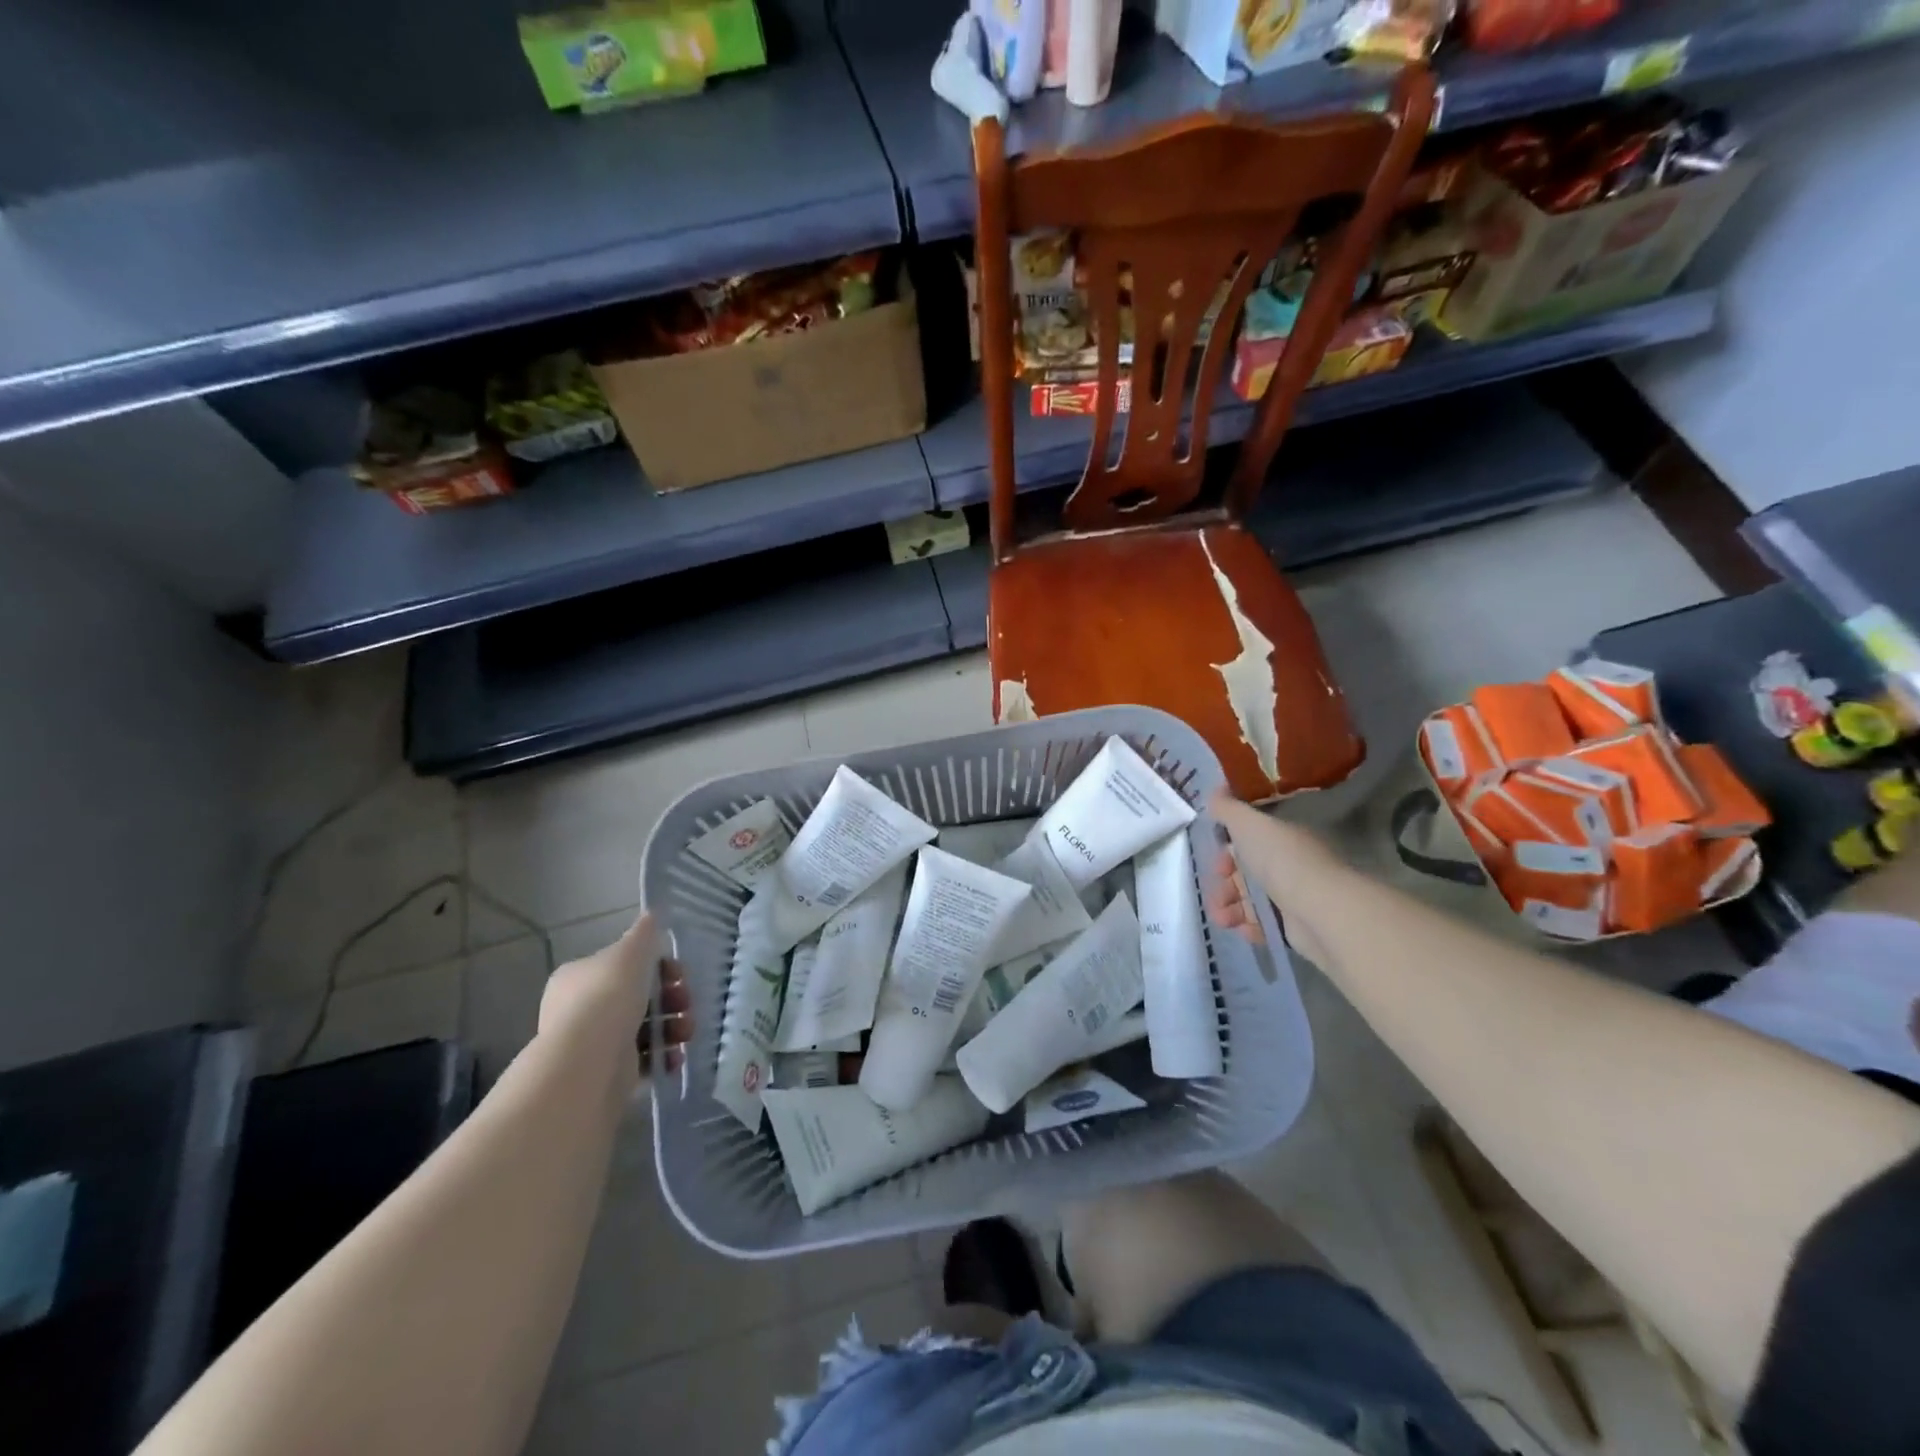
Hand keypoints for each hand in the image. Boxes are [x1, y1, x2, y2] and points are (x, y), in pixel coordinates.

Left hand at [538, 912, 692, 1095]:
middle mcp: (579, 1010)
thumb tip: (652, 914)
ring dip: (672, 1027)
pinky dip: (662, 1056)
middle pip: (637, 997)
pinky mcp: (606, 1074)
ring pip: (643, 1028)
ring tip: (686, 1033)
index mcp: (578, 977)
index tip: (680, 974)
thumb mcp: (631, 952)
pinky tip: (675, 1056)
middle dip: (671, 999)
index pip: (623, 966)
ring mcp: (592, 1044)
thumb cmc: (609, 996)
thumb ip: (644, 933)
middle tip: (687, 1003)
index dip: (657, 967)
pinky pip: (642, 1059)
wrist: (589, 1061)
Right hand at [1206, 791, 1336, 967]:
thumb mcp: (1248, 824)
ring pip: (1251, 899)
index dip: (1227, 850)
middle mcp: (1290, 865)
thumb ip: (1228, 808)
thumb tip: (1215, 789)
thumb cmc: (1281, 860)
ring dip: (1229, 907)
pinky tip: (1240, 928)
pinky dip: (1249, 926)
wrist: (1318, 910)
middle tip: (1215, 893)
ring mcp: (1294, 896)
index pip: (1249, 842)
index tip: (1215, 860)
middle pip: (1247, 872)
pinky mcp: (1296, 927)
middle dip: (1224, 883)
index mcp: (1282, 839)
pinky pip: (1264, 924)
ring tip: (1221, 918)